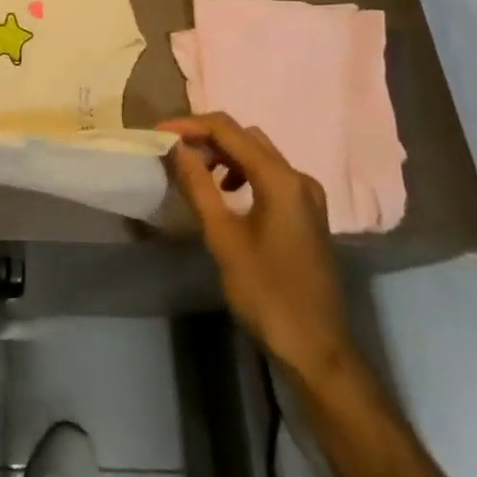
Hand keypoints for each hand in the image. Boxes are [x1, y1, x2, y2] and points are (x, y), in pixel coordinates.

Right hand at [161, 112, 353, 384]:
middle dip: (207, 138)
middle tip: (174, 152)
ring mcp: (307, 195)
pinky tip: (225, 194)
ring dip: (224, 155)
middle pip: (245, 137)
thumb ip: (199, 186)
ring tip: (195, 173)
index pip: (228, 130)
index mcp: (280, 178)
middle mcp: (298, 176)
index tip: (159, 131)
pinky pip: (270, 174)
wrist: (317, 351)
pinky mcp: (307, 212)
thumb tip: (177, 148)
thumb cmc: (267, 293)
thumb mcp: (223, 238)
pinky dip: (242, 172)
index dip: (190, 125)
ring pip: (258, 154)